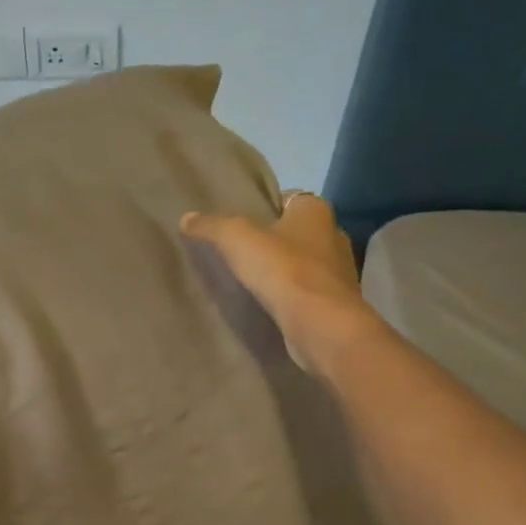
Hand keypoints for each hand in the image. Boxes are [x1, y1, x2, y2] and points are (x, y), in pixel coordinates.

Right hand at [181, 193, 378, 371]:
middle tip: (239, 253)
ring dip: (282, 271)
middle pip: (295, 233)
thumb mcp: (236, 239)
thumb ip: (211, 227)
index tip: (239, 224)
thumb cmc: (283, 270)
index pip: (288, 199)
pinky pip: (306, 293)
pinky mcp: (335, 304)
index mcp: (316, 211)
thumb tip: (186, 218)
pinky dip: (290, 296)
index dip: (264, 208)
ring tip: (249, 282)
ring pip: (303, 264)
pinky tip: (267, 306)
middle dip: (272, 241)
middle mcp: (333, 235)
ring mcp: (338, 272)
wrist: (320, 325)